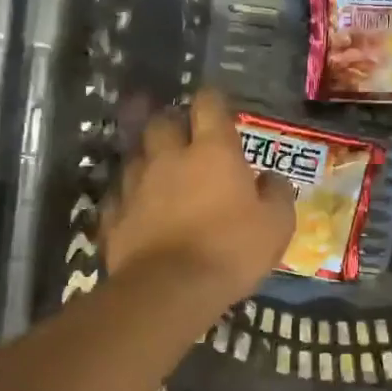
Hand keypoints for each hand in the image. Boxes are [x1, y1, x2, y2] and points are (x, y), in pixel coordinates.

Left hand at [101, 89, 296, 303]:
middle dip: (173, 123)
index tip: (217, 106)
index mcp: (213, 152)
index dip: (213, 101)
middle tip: (185, 137)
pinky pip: (121, 195)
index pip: (209, 105)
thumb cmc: (232, 250)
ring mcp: (136, 185)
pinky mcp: (114, 215)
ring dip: (149, 159)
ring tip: (160, 173)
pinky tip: (138, 209)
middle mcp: (170, 157)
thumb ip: (277, 194)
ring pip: (136, 156)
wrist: (170, 289)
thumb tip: (272, 178)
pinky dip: (131, 197)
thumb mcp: (277, 225)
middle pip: (162, 122)